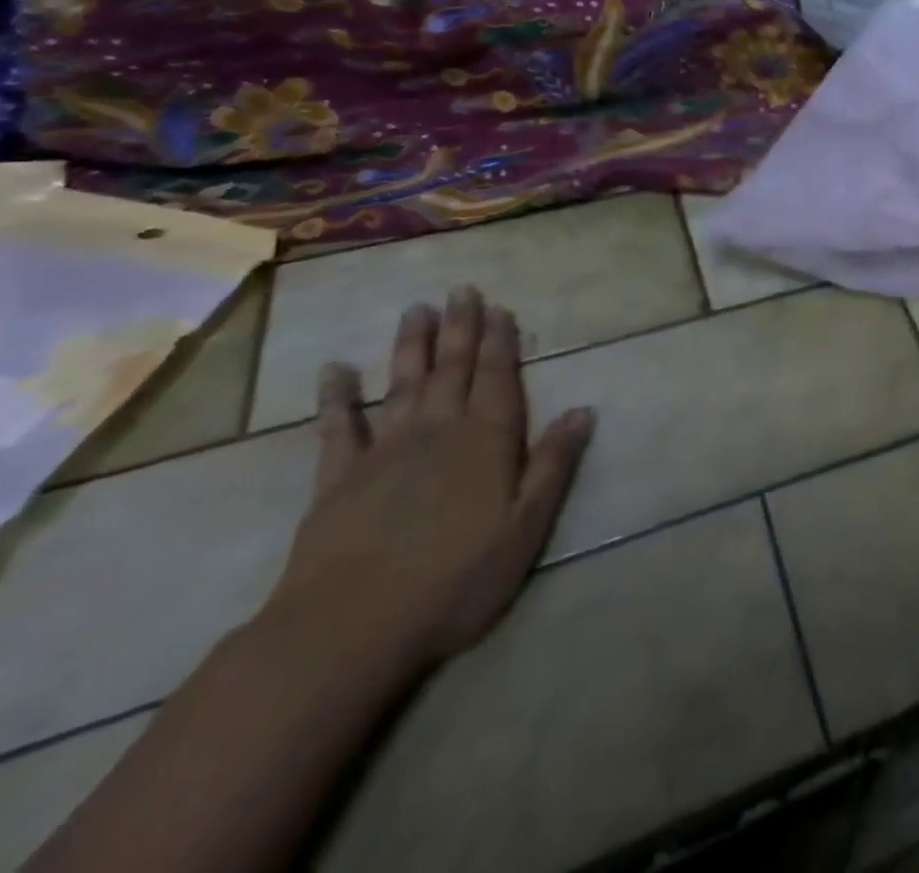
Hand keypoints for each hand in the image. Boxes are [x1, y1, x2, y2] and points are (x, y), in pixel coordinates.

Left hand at [261, 287, 595, 674]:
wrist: (349, 629)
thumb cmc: (455, 580)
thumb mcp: (526, 527)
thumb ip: (553, 464)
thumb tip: (583, 410)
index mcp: (486, 441)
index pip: (497, 378)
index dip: (499, 342)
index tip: (499, 308)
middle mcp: (437, 431)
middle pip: (451, 369)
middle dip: (459, 328)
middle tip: (461, 290)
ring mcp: (384, 452)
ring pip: (402, 384)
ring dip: (410, 346)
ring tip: (415, 309)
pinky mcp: (337, 480)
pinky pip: (338, 428)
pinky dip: (337, 398)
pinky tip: (335, 371)